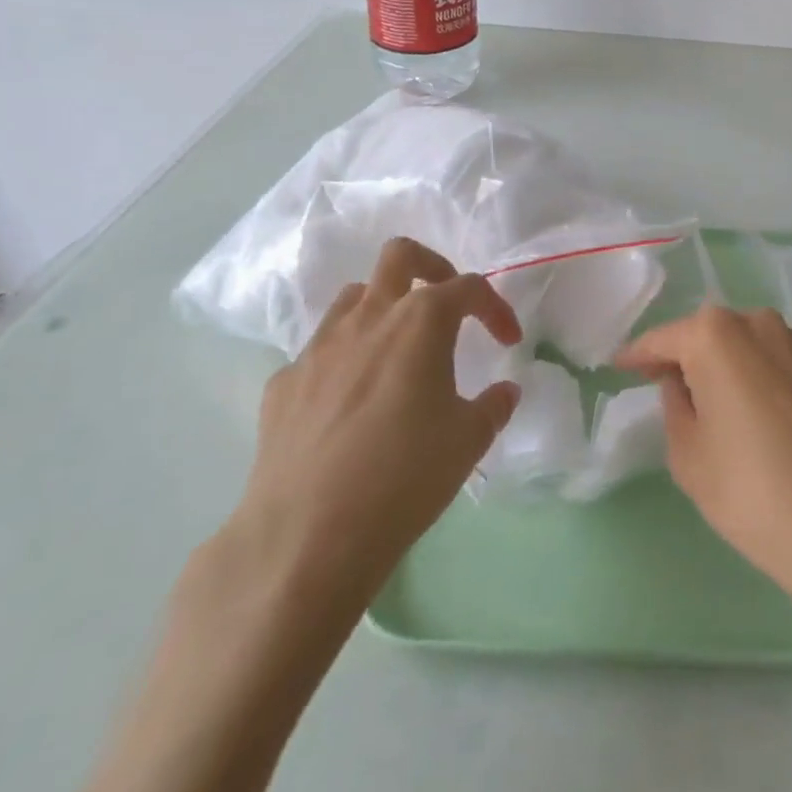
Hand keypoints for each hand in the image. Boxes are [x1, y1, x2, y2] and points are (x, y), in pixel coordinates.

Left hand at [226, 238, 521, 626]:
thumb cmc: (405, 476)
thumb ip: (493, 406)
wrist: (307, 536)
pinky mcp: (283, 383)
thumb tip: (504, 392)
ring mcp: (318, 347)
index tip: (508, 341)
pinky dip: (344, 360)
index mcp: (421, 321)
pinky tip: (351, 404)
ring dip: (383, 308)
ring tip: (399, 350)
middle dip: (432, 268)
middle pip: (400, 256)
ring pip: (353, 297)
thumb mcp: (469, 441)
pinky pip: (320, 352)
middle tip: (447, 306)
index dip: (496, 308)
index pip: (469, 288)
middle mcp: (368, 318)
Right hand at [618, 306, 791, 630]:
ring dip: (727, 365)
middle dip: (685, 356)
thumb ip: (675, 406)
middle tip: (665, 387)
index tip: (620, 367)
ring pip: (748, 345)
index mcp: (717, 336)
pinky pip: (779, 362)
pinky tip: (760, 415)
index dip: (638, 355)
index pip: (664, 338)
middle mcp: (760, 324)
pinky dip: (760, 377)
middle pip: (709, 334)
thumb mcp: (689, 456)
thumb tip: (682, 382)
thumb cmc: (753, 493)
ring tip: (715, 403)